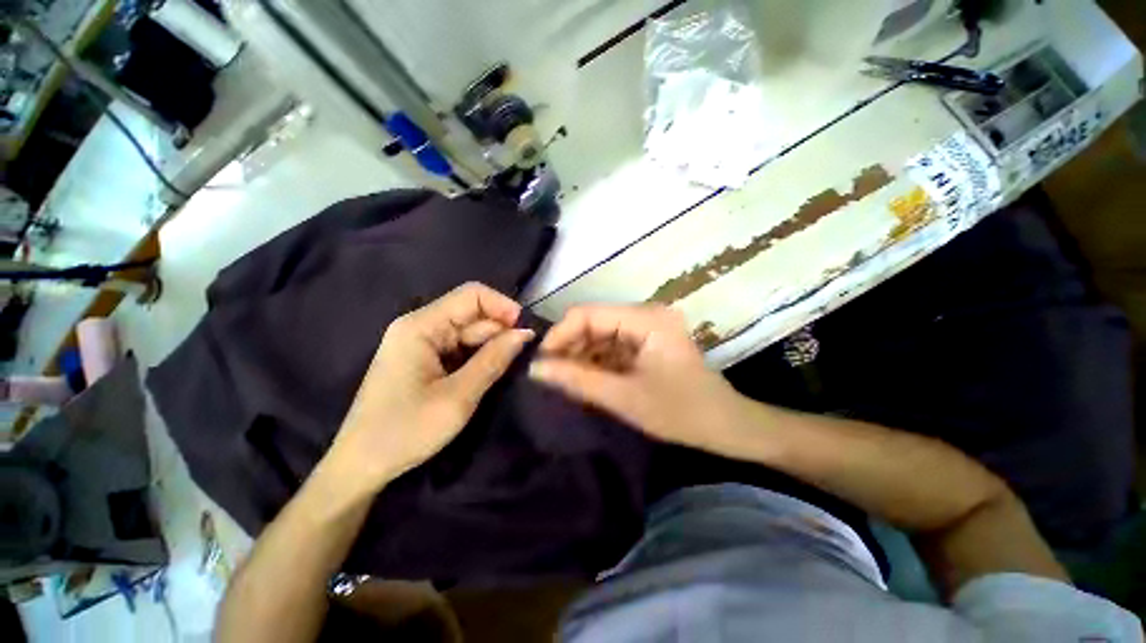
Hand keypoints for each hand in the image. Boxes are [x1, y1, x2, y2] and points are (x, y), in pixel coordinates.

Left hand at [323, 283, 533, 498]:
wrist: (362, 466)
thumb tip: (526, 333)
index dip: (503, 306)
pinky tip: (491, 372)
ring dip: (492, 346)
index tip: (525, 331)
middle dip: (500, 331)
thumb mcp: (459, 396)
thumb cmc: (407, 431)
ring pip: (469, 332)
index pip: (472, 295)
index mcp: (421, 326)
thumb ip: (494, 359)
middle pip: (472, 314)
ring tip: (510, 367)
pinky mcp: (425, 359)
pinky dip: (480, 357)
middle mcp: (420, 326)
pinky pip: (461, 347)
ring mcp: (422, 343)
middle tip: (524, 357)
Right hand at [529, 304, 747, 455]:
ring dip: (582, 355)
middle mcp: (646, 314)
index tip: (541, 362)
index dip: (560, 335)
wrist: (726, 426)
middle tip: (551, 375)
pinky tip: (587, 379)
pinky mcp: (647, 341)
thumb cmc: (680, 412)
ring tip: (567, 380)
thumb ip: (577, 380)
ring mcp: (648, 327)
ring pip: (601, 334)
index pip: (588, 313)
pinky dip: (597, 361)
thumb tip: (535, 369)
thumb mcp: (623, 397)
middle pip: (593, 322)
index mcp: (645, 319)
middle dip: (570, 347)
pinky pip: (613, 345)